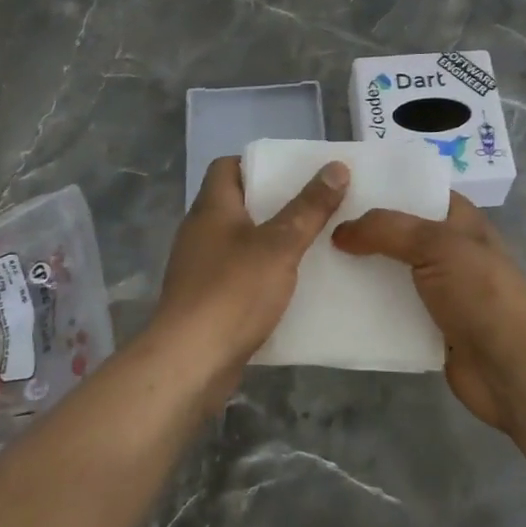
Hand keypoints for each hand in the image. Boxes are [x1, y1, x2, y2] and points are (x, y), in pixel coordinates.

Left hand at [152, 155, 349, 400]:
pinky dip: (262, 275)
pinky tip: (291, 287)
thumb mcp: (280, 245)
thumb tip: (336, 167)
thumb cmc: (233, 291)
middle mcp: (200, 232)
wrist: (189, 363)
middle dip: (275, 204)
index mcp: (212, 208)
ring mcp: (199, 268)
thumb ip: (309, 208)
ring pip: (240, 242)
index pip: (227, 167)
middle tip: (315, 206)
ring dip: (270, 242)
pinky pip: (238, 276)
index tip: (294, 172)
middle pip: (237, 204)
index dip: (258, 164)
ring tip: (312, 244)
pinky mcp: (205, 302)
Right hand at [333, 193, 525, 447]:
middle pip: (396, 231)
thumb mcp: (437, 245)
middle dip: (361, 227)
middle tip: (314, 222)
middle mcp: (446, 248)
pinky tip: (331, 300)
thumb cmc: (481, 293)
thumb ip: (387, 230)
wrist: (511, 369)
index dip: (381, 185)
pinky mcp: (425, 324)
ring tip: (312, 259)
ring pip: (388, 270)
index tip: (338, 184)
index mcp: (458, 219)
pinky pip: (388, 307)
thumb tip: (340, 232)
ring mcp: (436, 288)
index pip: (415, 189)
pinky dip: (365, 305)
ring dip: (358, 268)